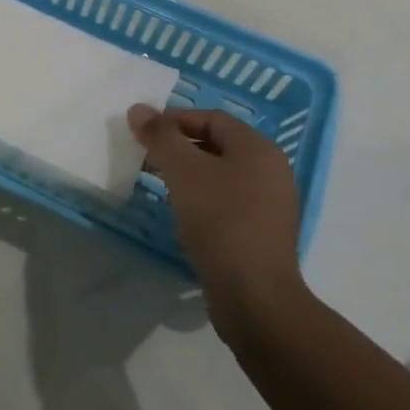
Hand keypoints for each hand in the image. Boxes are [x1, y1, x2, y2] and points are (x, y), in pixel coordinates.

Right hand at [127, 105, 310, 344]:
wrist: (255, 299)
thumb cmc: (221, 221)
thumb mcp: (183, 171)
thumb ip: (160, 136)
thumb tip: (138, 109)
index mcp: (259, 149)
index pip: (212, 118)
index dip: (175, 120)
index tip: (143, 133)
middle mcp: (271, 172)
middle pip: (217, 145)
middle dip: (179, 148)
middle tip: (147, 157)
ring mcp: (270, 206)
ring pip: (221, 176)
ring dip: (188, 175)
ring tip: (159, 186)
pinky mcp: (262, 236)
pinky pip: (227, 204)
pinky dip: (202, 201)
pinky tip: (182, 216)